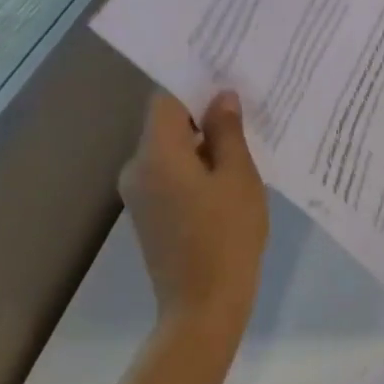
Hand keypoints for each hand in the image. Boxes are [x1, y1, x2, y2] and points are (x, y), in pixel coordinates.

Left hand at [119, 92, 267, 328]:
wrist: (204, 305)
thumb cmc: (227, 235)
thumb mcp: (238, 177)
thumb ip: (228, 132)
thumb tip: (221, 97)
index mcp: (155, 154)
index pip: (166, 99)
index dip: (195, 85)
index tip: (228, 79)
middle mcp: (137, 168)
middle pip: (167, 125)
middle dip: (204, 115)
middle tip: (247, 109)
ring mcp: (139, 194)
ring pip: (171, 151)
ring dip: (203, 144)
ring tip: (245, 142)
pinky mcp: (149, 214)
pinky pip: (171, 174)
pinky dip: (196, 168)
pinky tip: (228, 177)